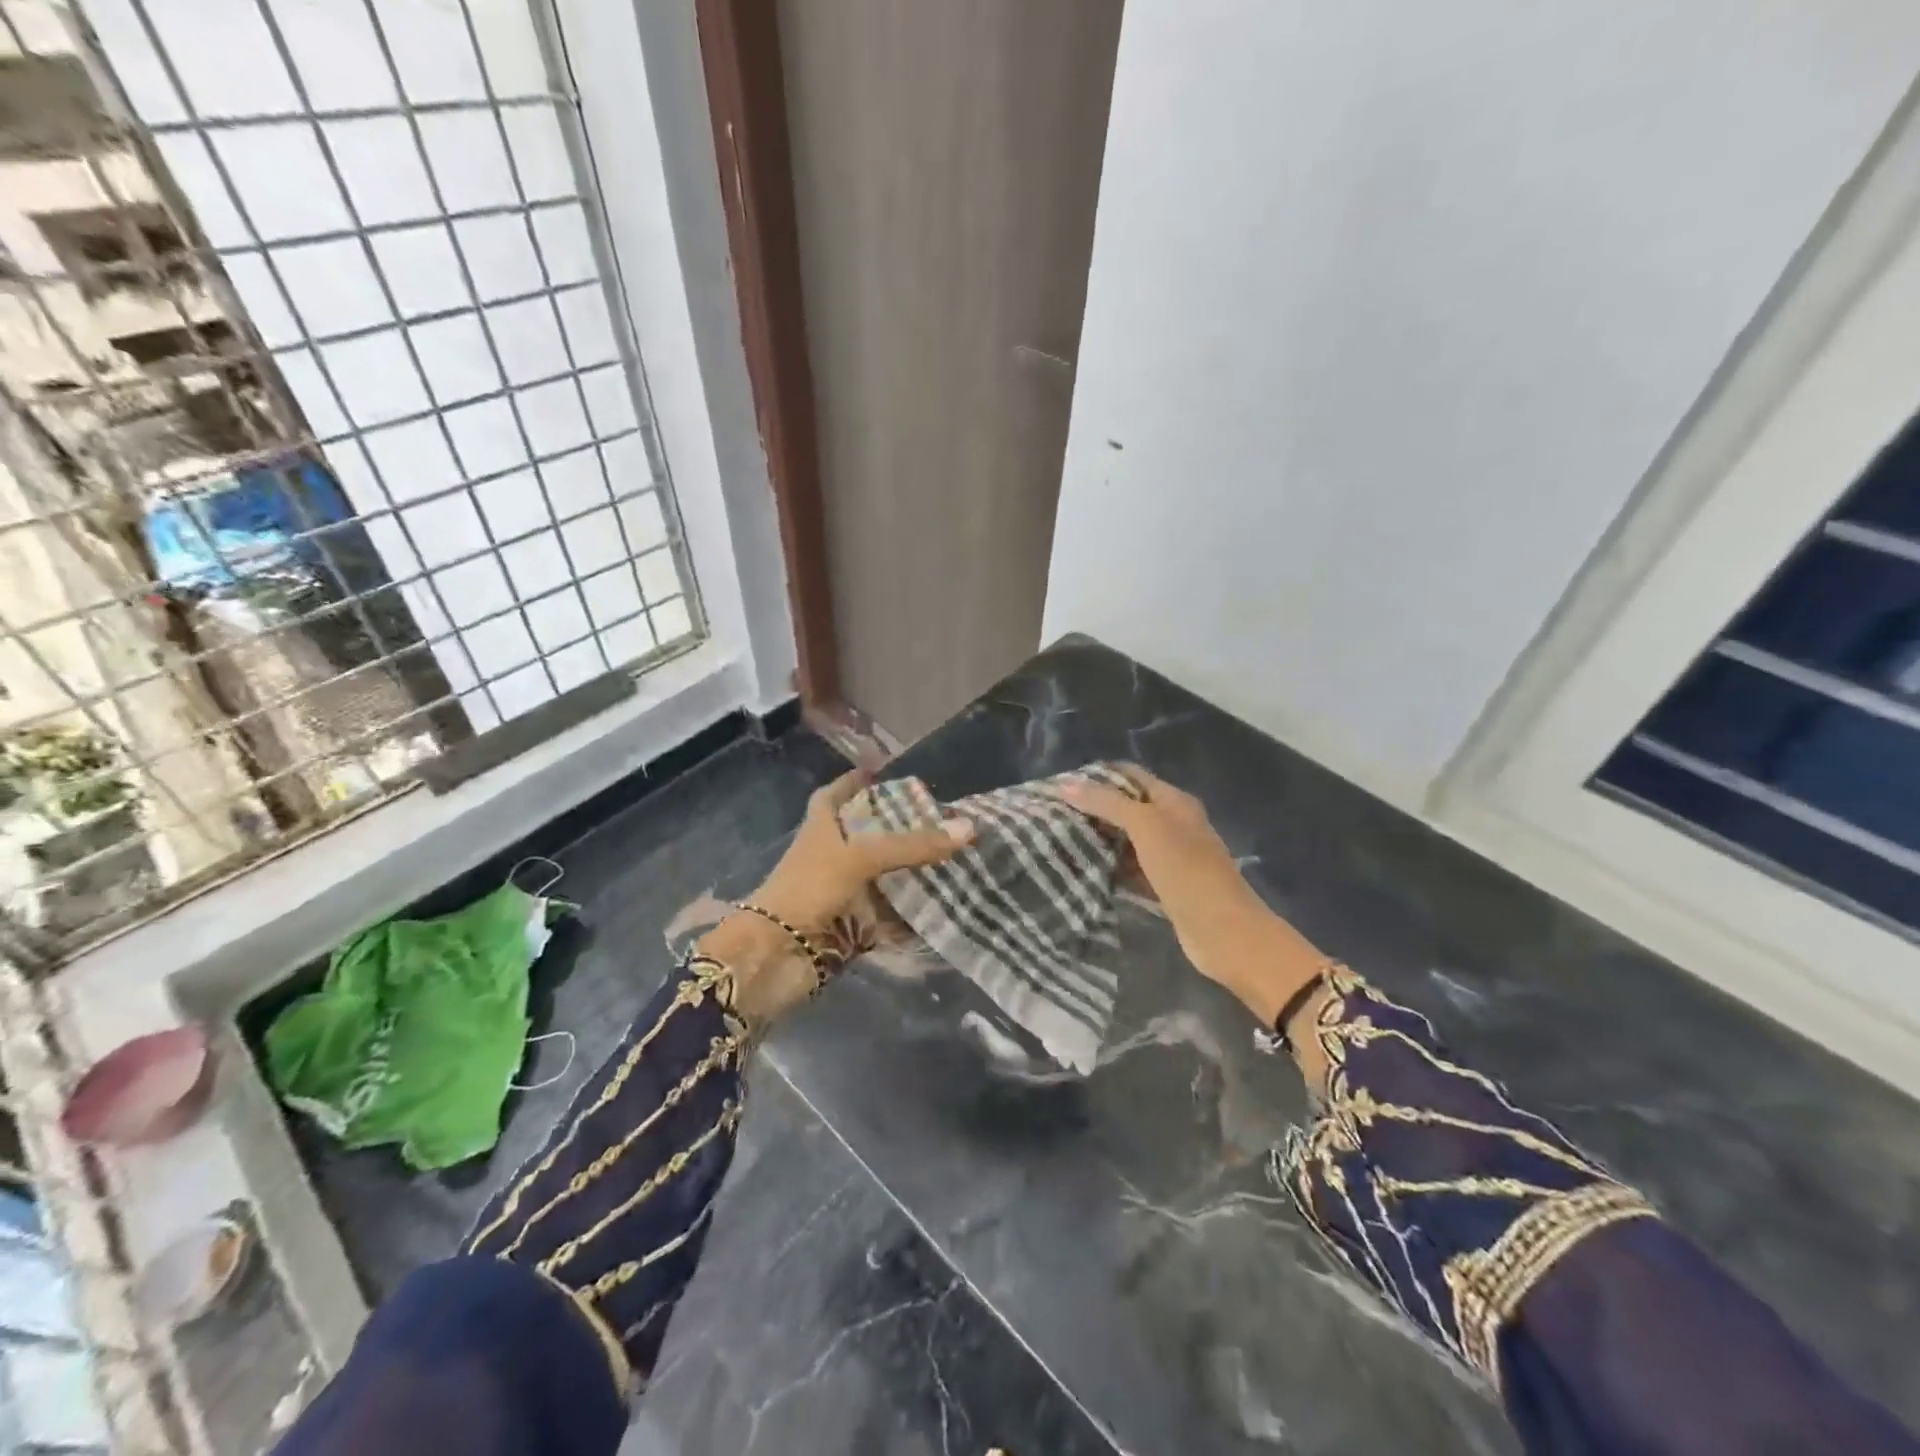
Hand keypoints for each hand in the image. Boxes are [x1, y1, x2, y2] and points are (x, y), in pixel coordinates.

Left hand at [749, 770, 972, 932]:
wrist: (776, 957)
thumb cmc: (809, 889)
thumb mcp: (861, 857)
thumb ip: (913, 845)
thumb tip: (968, 828)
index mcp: (821, 828)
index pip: (836, 795)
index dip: (856, 782)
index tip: (886, 773)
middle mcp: (831, 857)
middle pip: (869, 837)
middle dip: (902, 830)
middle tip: (943, 820)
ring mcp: (842, 893)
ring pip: (883, 878)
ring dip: (912, 874)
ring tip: (956, 858)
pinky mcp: (853, 927)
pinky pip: (889, 918)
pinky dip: (912, 916)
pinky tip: (945, 906)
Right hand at [1061, 768, 1327, 1027]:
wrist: (1225, 932)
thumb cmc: (1187, 871)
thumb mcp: (1146, 827)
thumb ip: (1108, 804)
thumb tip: (1066, 785)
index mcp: (1174, 801)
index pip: (1130, 776)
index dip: (1098, 776)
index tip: (1060, 785)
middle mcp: (1173, 823)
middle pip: (1128, 807)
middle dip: (1094, 808)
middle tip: (1054, 815)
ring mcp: (1171, 856)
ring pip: (1128, 839)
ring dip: (1100, 839)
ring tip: (1061, 840)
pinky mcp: (1164, 886)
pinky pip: (1131, 869)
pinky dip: (1111, 867)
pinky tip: (1085, 871)